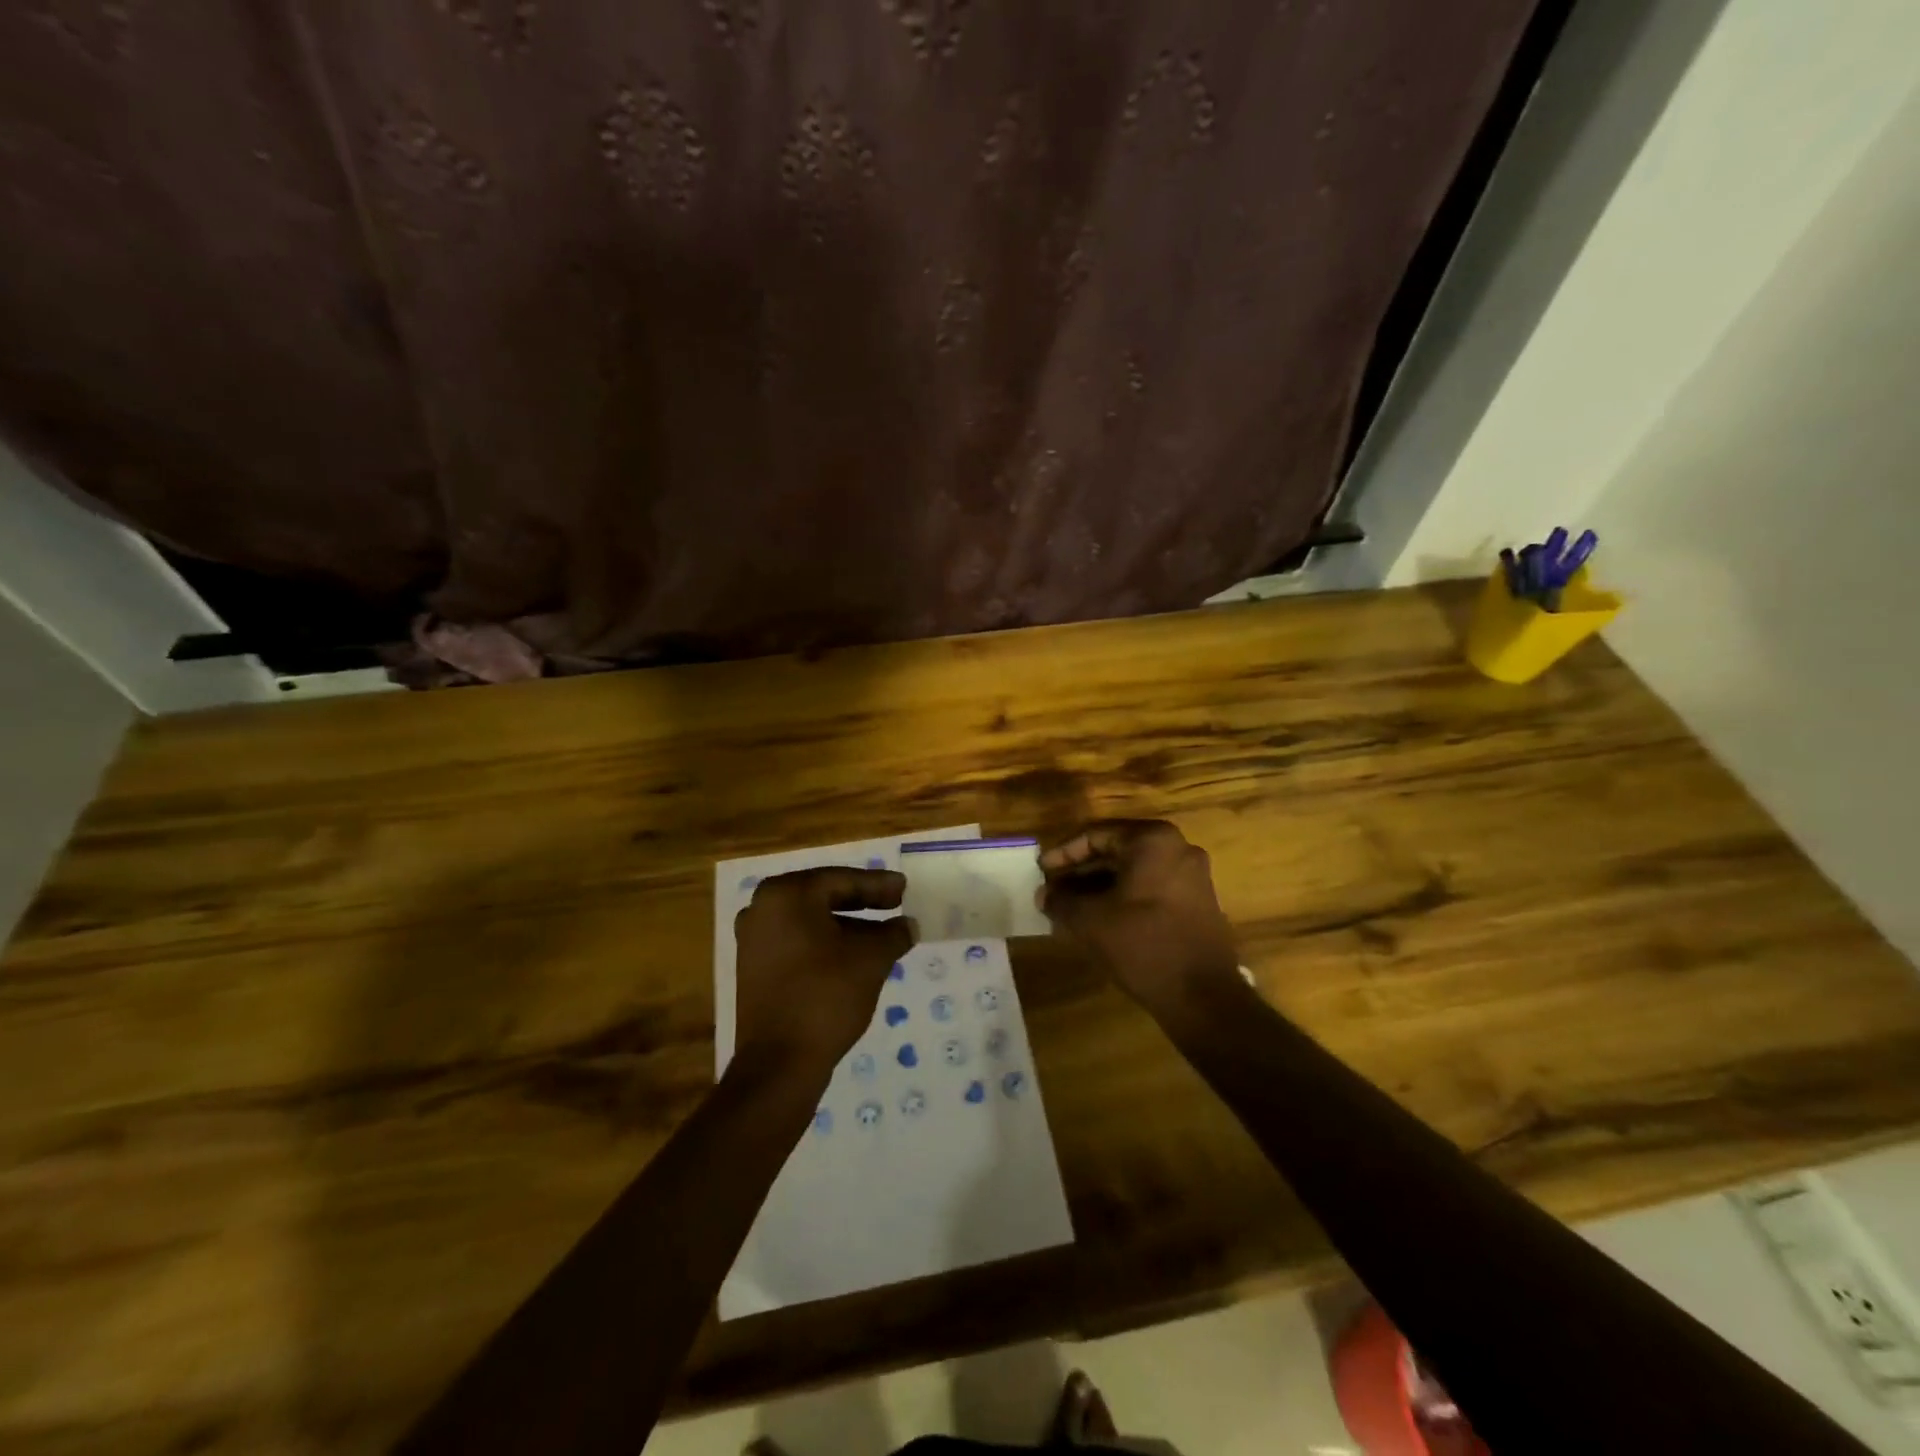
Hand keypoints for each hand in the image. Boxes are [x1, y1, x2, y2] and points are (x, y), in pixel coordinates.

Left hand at [733, 867, 915, 1073]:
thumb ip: (893, 933)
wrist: (779, 1063)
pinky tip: (855, 956)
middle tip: (896, 903)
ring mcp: (753, 940)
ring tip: (883, 935)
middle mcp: (762, 909)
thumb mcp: (870, 959)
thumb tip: (909, 925)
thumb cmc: (825, 995)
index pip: (841, 880)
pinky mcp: (754, 968)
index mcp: (786, 895)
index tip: (904, 888)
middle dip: (862, 902)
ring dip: (848, 926)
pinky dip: (827, 944)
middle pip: (823, 896)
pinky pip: (798, 943)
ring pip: (811, 922)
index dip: (877, 885)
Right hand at [1037, 820, 1240, 1010]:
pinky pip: (1151, 888)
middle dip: (1081, 871)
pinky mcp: (1198, 901)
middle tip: (1052, 888)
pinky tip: (1099, 918)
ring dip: (1100, 886)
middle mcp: (1177, 848)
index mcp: (1152, 840)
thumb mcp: (1091, 921)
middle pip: (1117, 851)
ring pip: (1134, 871)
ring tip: (1070, 906)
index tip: (1040, 870)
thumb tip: (1044, 894)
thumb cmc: (1143, 944)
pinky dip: (1123, 897)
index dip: (1063, 853)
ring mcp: (1192, 875)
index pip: (1096, 835)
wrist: (1203, 996)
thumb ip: (1061, 901)